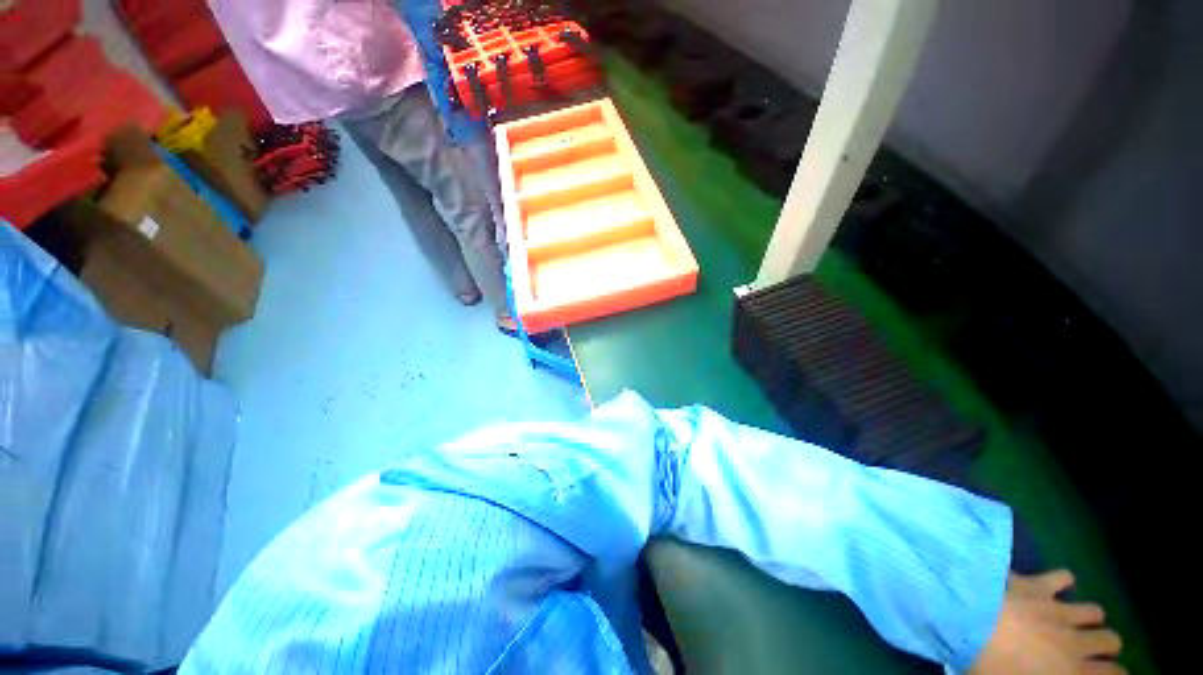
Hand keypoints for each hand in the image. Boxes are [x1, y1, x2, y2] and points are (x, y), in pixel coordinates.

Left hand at [971, 570, 1124, 673]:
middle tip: (1091, 648)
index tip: (1108, 674)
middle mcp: (1074, 641)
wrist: (965, 621)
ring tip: (1077, 619)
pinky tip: (1056, 584)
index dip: (1113, 674)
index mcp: (1070, 674)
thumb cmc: (989, 665)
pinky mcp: (1036, 585)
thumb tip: (1051, 671)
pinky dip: (1061, 580)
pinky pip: (1062, 577)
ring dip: (1088, 615)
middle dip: (1104, 644)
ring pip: (1094, 610)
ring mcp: (1057, 610)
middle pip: (1110, 640)